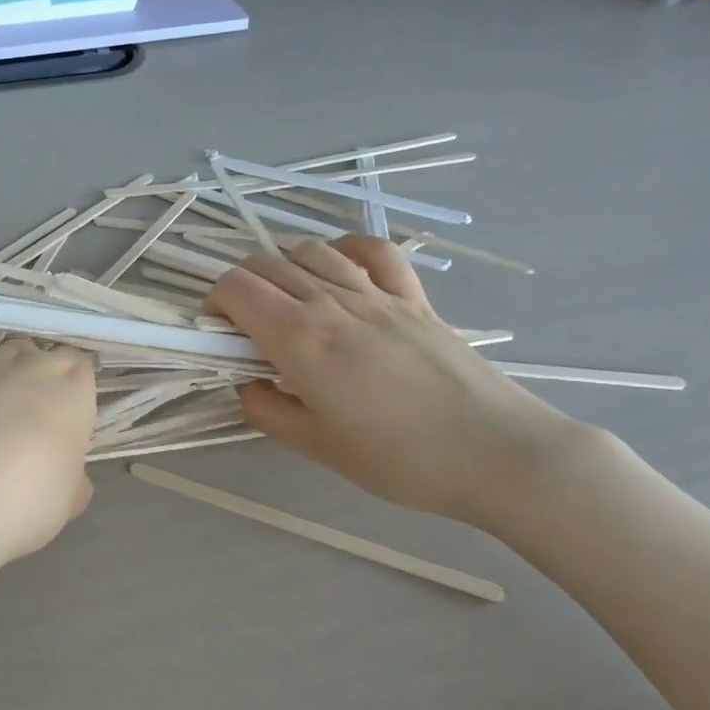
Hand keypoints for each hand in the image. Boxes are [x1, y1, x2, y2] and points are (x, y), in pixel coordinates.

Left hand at [0, 339, 96, 588]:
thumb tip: (68, 477)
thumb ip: (72, 478)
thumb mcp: (66, 502)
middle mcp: (22, 363)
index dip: (71, 392)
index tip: (64, 420)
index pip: (79, 368)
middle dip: (31, 378)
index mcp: (67, 386)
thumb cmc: (19, 503)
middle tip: (24, 421)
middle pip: (33, 355)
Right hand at [206, 237, 588, 530]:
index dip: (214, 301)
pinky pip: (374, 251)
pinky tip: (339, 268)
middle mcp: (333, 303)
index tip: (216, 332)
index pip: (238, 289)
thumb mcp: (317, 447)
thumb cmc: (399, 459)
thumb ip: (268, 410)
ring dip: (284, 267)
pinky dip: (345, 249)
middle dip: (241, 286)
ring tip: (286, 302)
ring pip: (313, 251)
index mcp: (301, 339)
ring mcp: (378, 294)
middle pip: (267, 264)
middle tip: (244, 327)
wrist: (495, 452)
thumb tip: (247, 385)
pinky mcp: (415, 298)